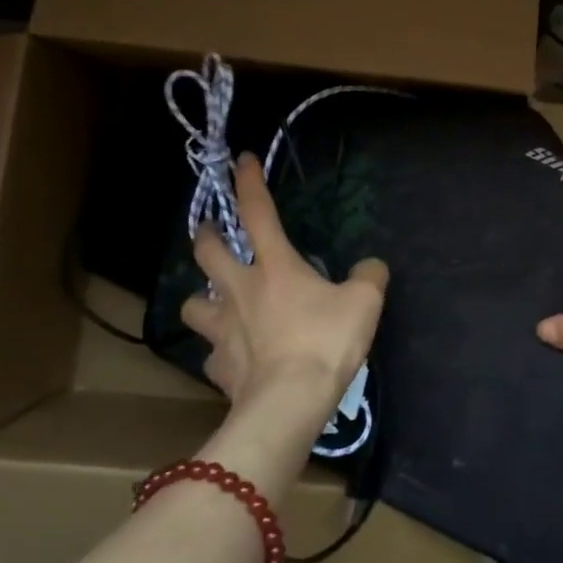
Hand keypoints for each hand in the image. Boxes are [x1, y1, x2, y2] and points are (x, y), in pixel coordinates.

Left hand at [179, 153, 388, 423]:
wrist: (289, 402)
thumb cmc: (325, 342)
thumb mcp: (365, 302)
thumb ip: (369, 276)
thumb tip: (371, 266)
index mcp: (275, 266)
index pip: (257, 212)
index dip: (249, 182)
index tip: (242, 160)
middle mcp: (239, 289)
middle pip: (207, 251)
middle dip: (207, 235)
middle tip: (213, 233)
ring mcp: (222, 329)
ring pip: (191, 303)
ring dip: (201, 298)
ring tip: (215, 302)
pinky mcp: (218, 366)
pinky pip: (211, 353)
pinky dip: (220, 351)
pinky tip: (235, 357)